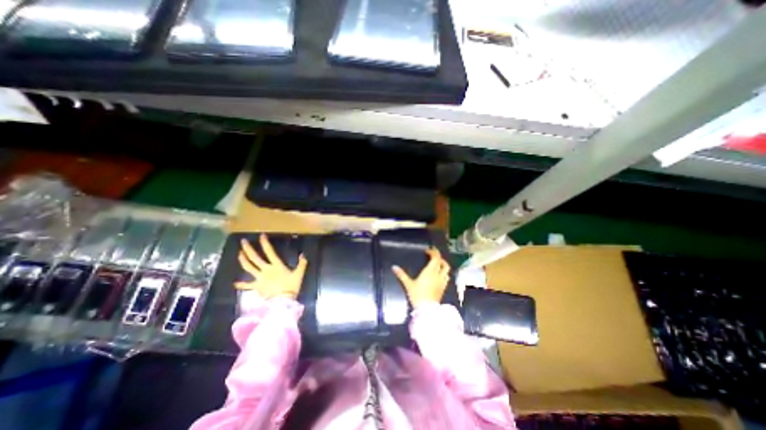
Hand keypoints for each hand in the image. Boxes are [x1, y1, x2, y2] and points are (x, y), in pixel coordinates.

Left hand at [234, 234, 306, 300]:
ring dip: (243, 260)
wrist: (283, 301)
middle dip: (248, 249)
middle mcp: (266, 269)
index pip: (270, 252)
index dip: (265, 243)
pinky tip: (235, 283)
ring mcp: (259, 278)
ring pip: (248, 267)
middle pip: (254, 258)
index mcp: (276, 265)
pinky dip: (241, 284)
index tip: (261, 235)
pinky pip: (247, 285)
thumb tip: (303, 255)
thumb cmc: (291, 286)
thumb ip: (302, 264)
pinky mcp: (256, 286)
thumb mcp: (299, 274)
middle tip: (243, 242)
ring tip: (239, 254)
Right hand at [391, 249, 449, 308]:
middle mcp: (438, 274)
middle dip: (438, 256)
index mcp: (430, 271)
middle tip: (432, 255)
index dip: (433, 252)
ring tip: (437, 263)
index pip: (436, 258)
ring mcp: (442, 281)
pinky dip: (444, 272)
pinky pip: (446, 276)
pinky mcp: (443, 287)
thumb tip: (394, 267)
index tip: (427, 251)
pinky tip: (439, 274)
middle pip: (442, 262)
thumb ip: (401, 275)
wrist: (427, 309)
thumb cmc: (417, 295)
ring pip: (446, 269)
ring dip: (443, 264)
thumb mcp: (408, 284)